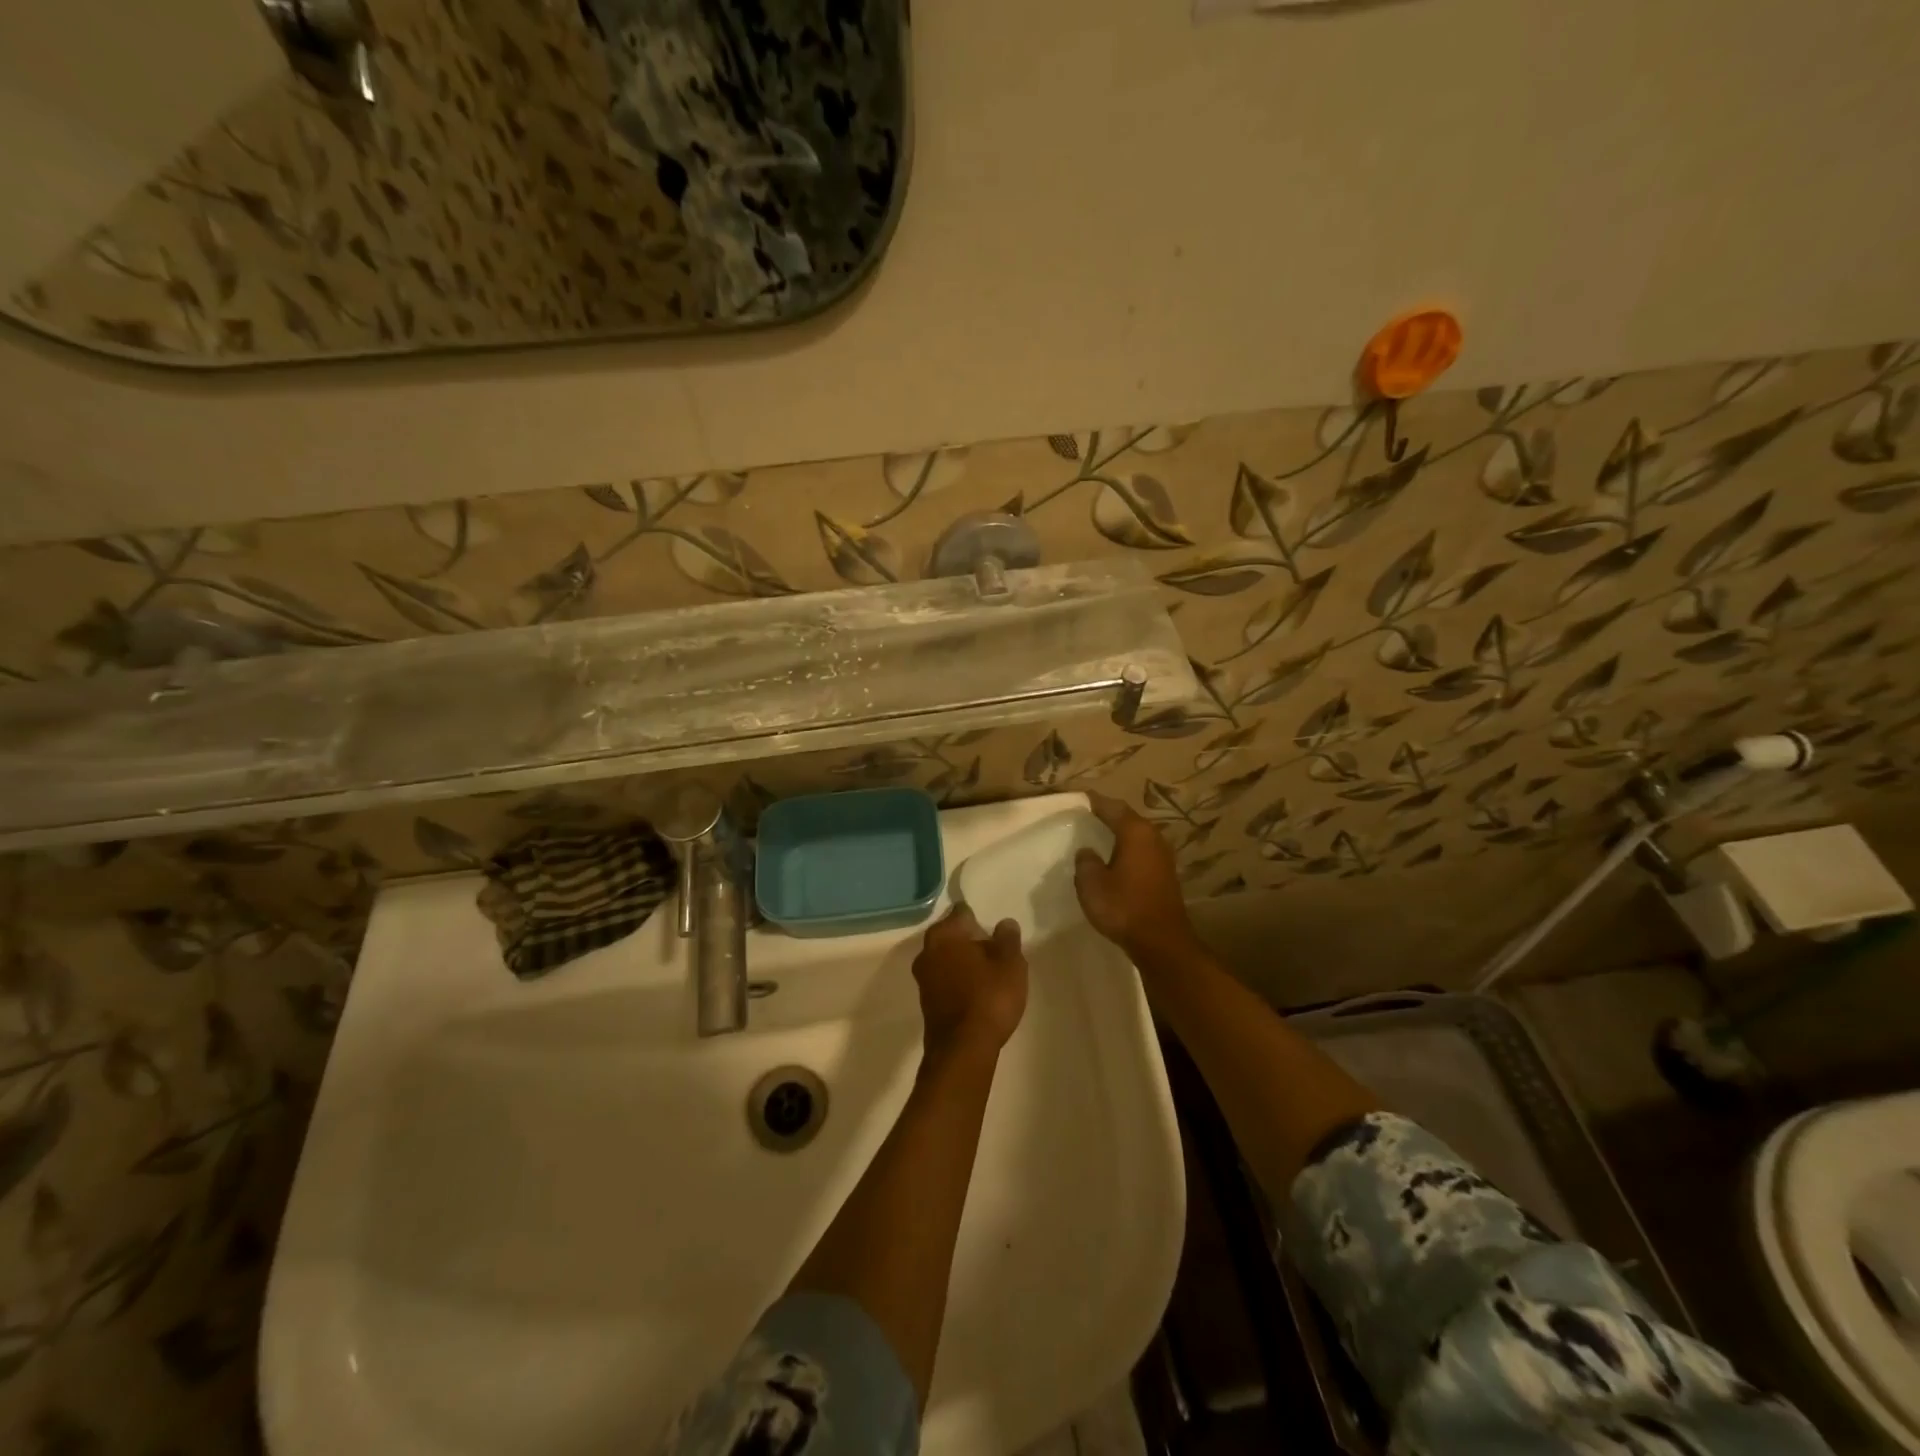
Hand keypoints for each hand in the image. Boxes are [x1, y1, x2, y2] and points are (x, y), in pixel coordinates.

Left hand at [911, 905, 1028, 1060]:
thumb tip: (1004, 923)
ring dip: (963, 962)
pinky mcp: (927, 1003)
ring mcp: (923, 979)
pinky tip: (977, 992)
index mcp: (944, 935)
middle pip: (951, 936)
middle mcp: (927, 952)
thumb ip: (1008, 939)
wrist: (963, 1049)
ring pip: (946, 960)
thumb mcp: (1010, 963)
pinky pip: (945, 982)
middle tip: (994, 948)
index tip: (992, 926)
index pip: (961, 913)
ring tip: (988, 971)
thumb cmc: (988, 997)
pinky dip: (958, 981)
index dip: (978, 917)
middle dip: (969, 940)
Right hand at [1075, 791, 1199, 962]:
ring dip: (1120, 834)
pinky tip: (1116, 859)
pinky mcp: (1166, 875)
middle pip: (1128, 818)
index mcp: (1135, 832)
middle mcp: (1153, 837)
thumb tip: (1088, 852)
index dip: (1095, 801)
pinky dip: (1128, 850)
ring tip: (1099, 835)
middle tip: (1087, 814)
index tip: (1080, 797)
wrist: (1162, 942)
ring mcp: (1163, 856)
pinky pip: (1142, 852)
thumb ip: (1086, 862)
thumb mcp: (1092, 883)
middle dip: (1109, 815)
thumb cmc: (1124, 906)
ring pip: (1137, 836)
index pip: (1112, 807)